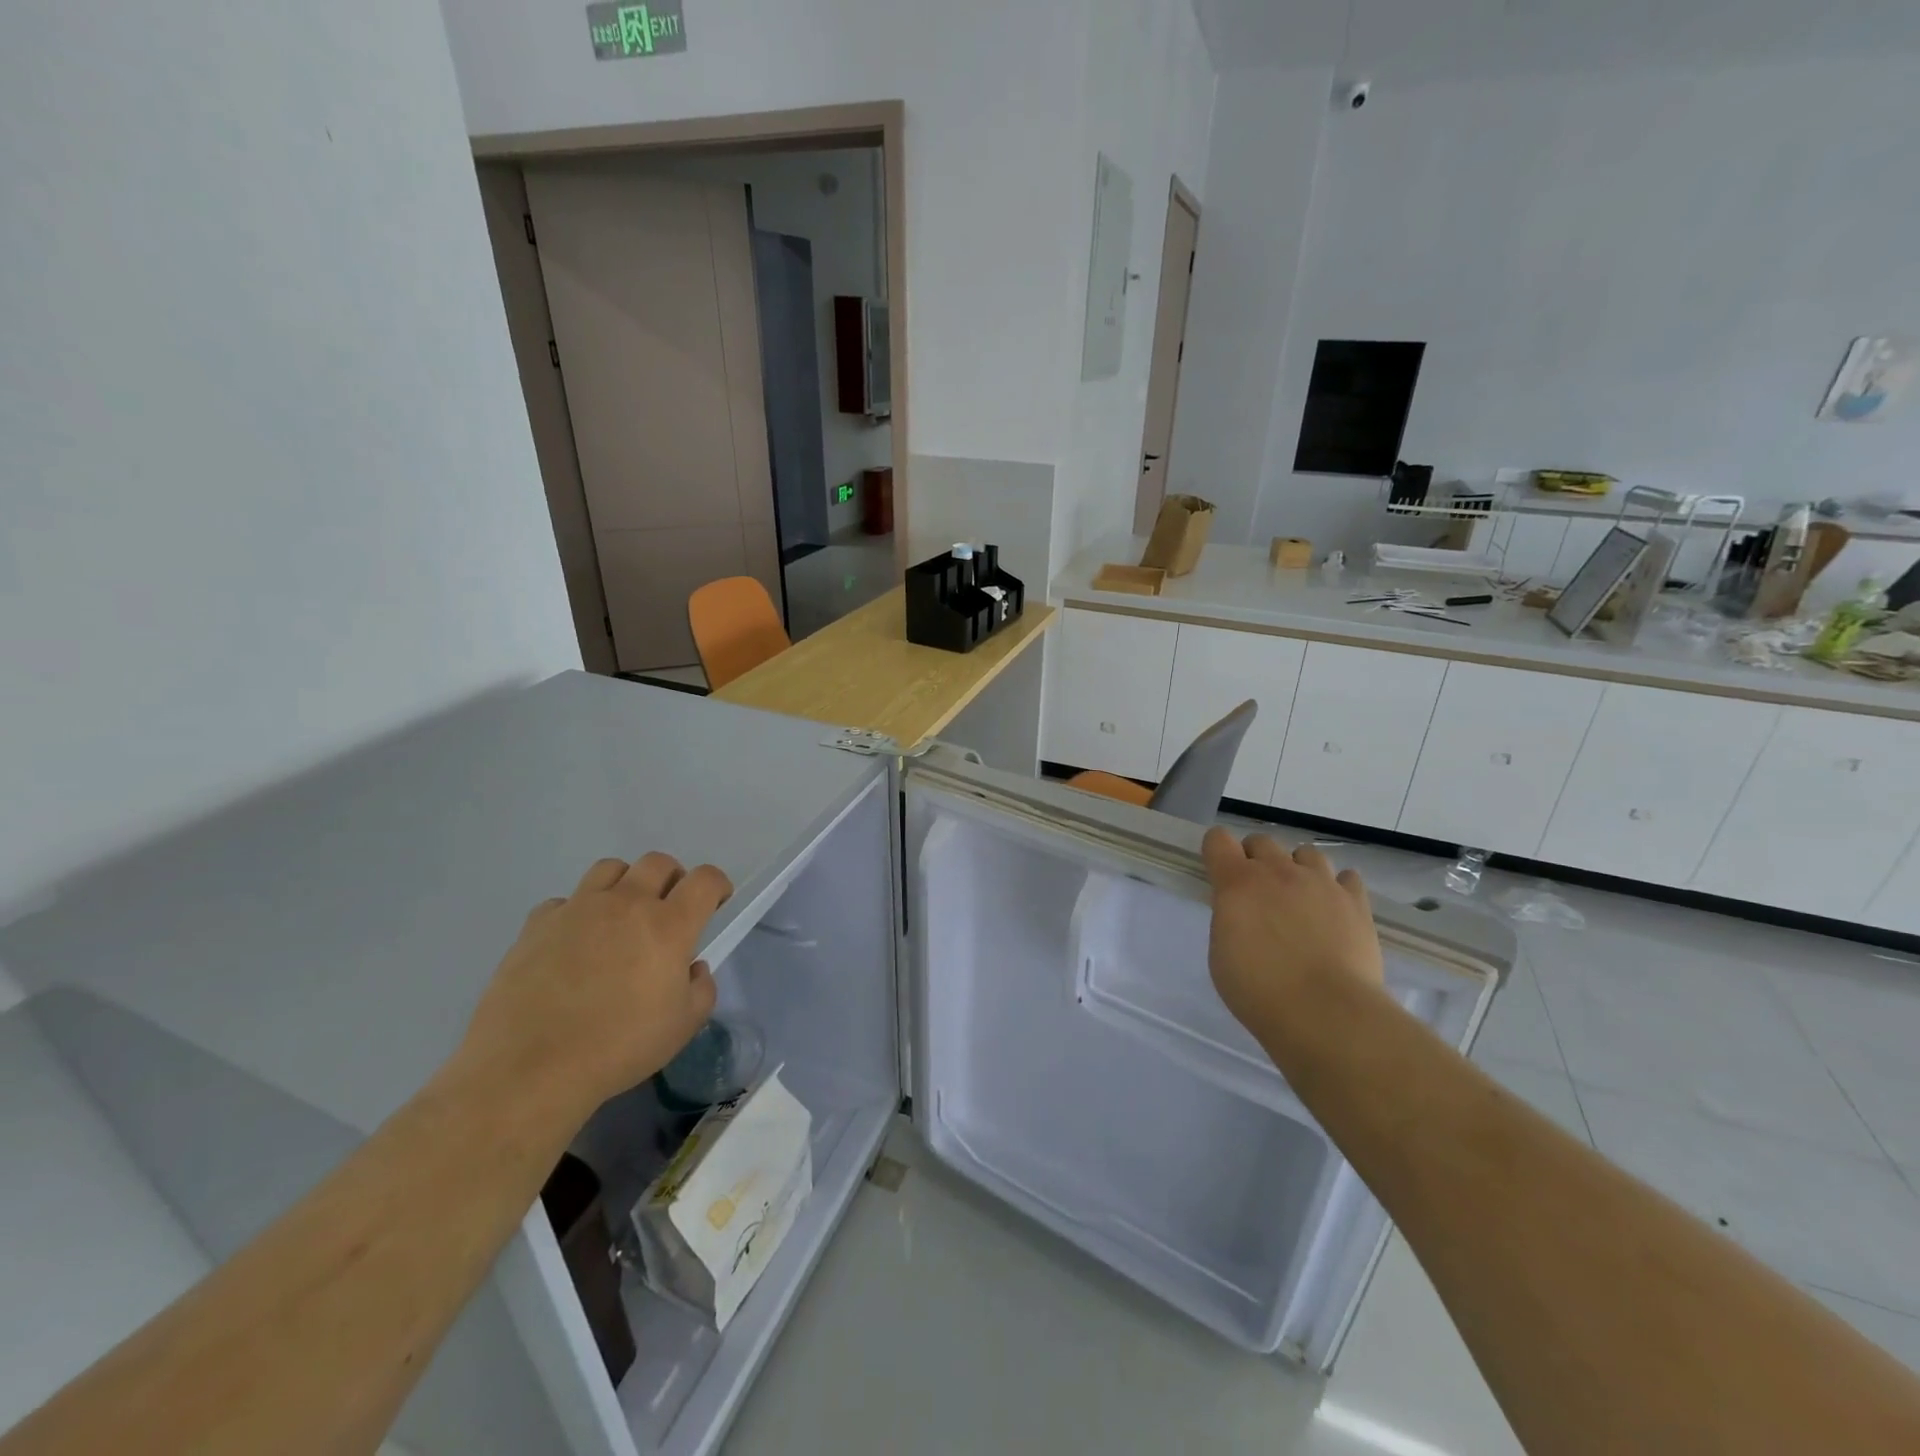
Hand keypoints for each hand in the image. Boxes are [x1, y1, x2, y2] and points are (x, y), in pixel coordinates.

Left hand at [455, 853, 732, 1118]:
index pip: (705, 879)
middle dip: (673, 879)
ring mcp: (578, 909)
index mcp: (668, 925)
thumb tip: (691, 967)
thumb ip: (701, 988)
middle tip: (668, 911)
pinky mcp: (537, 924)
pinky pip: (565, 901)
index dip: (717, 885)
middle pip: (658, 862)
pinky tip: (573, 944)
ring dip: (625, 884)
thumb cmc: (618, 1048)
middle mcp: (626, 904)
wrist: (530, 1069)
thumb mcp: (684, 1027)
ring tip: (620, 917)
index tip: (715, 904)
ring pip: (611, 869)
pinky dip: (577, 913)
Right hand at [1201, 828, 1382, 1034]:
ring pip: (1306, 853)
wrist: (1326, 1013)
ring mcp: (1321, 883)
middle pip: (1262, 841)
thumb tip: (1243, 912)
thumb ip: (1229, 919)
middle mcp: (1278, 871)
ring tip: (1300, 900)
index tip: (1219, 874)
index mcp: (1237, 882)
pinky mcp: (1355, 902)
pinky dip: (1338, 888)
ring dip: (1297, 870)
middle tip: (1258, 893)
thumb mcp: (1221, 954)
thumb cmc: (1259, 991)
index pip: (1218, 839)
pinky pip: (1347, 878)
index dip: (1217, 852)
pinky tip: (1334, 910)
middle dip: (1255, 859)